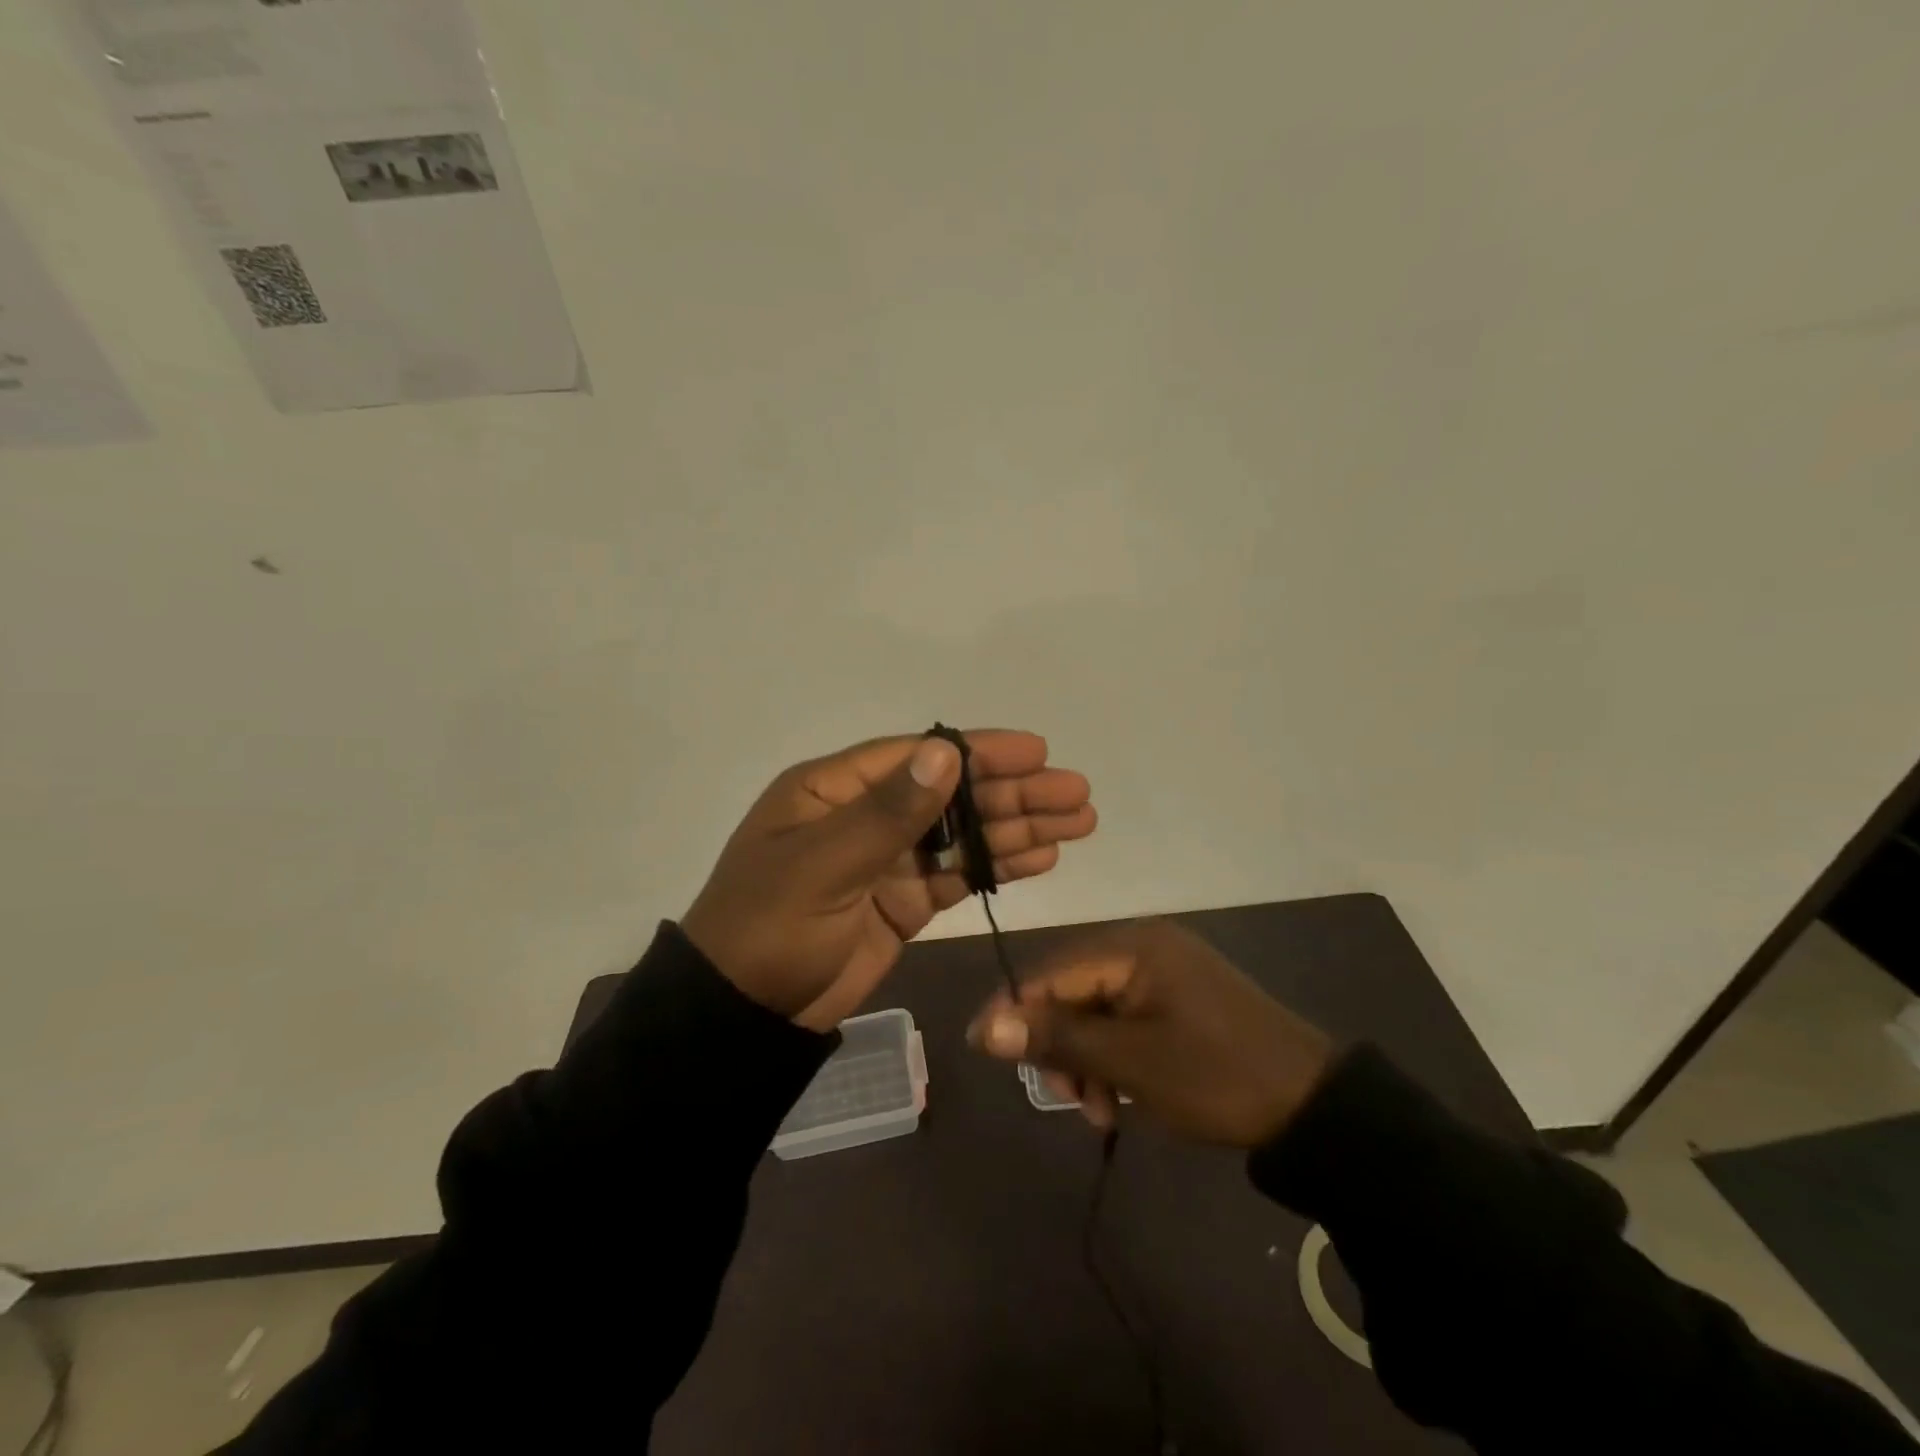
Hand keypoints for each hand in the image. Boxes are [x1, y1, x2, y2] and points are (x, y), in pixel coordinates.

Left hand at [681, 731, 1095, 1031]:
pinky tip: (1041, 857)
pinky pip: (958, 876)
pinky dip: (998, 866)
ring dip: (1018, 827)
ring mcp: (887, 861)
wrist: (743, 1016)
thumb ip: (889, 812)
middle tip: (1077, 793)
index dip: (980, 752)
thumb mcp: (822, 865)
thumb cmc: (769, 928)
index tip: (1037, 752)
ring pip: (963, 834)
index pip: (918, 757)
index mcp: (834, 789)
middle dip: (1014, 792)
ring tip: (1078, 822)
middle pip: (952, 794)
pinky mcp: (903, 903)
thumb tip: (945, 751)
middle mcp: (865, 816)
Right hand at [968, 919, 1332, 1146]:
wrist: (1314, 1107)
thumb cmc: (1218, 1077)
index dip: (1015, 1009)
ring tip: (1103, 1112)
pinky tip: (1121, 1098)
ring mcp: (1165, 973)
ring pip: (1096, 1011)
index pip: (1053, 971)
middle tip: (1070, 1098)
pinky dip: (1114, 1059)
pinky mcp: (1178, 999)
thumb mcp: (1132, 1063)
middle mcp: (1145, 947)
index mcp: (1135, 947)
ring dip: (1087, 1060)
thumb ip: (1058, 1039)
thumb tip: (986, 1027)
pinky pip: (1124, 1021)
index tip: (982, 1048)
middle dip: (1061, 1046)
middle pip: (1072, 991)